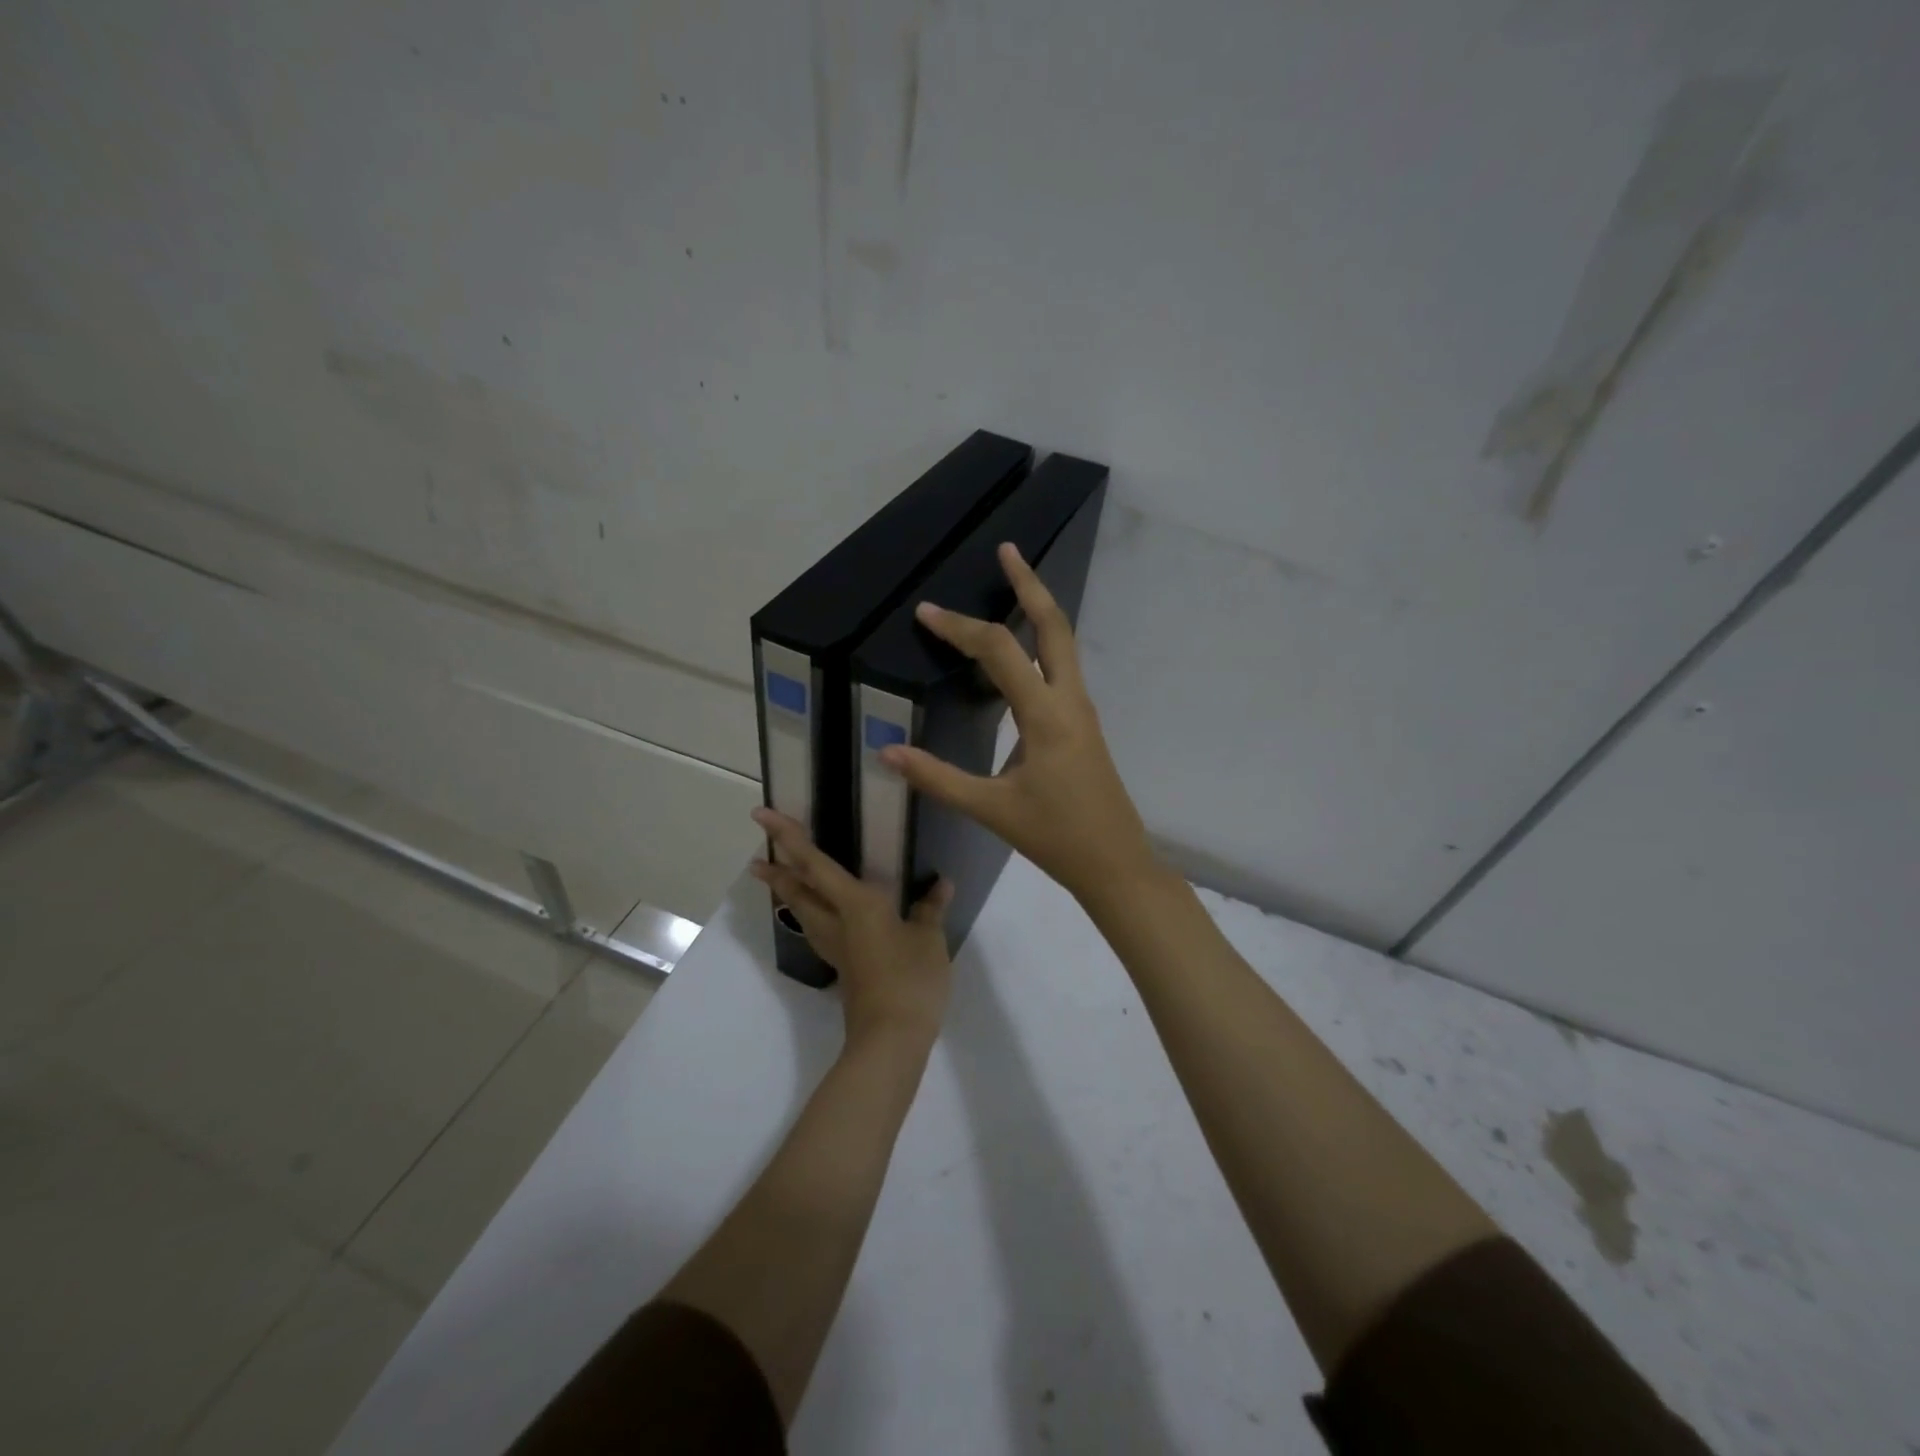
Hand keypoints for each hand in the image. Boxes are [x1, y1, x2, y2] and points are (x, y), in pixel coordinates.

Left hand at [750, 807, 955, 1046]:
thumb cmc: (909, 979)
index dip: (788, 838)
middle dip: (777, 871)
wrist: (891, 1038)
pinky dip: (810, 913)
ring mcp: (836, 947)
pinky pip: (818, 929)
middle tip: (758, 856)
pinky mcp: (844, 967)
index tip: (761, 816)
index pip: (814, 864)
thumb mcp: (928, 938)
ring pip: (803, 912)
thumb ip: (931, 908)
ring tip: (778, 879)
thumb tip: (941, 883)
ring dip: (788, 893)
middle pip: (797, 891)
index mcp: (855, 904)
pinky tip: (822, 915)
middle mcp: (836, 921)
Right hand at [879, 542, 1157, 908]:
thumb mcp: (991, 809)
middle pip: (1054, 626)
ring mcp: (1081, 711)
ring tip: (1012, 585)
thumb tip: (887, 752)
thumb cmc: (1056, 837)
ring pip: (1063, 644)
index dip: (959, 628)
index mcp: (1046, 715)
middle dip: (1029, 585)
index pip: (998, 652)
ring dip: (1038, 610)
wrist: (1115, 863)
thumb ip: (938, 778)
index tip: (926, 613)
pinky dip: (1040, 644)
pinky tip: (1018, 653)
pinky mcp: (1082, 725)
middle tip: (1007, 550)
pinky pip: (1060, 669)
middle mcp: (1069, 700)